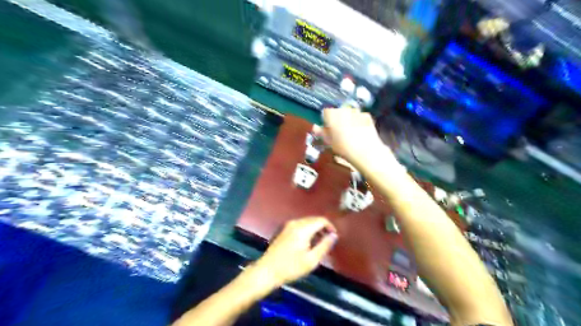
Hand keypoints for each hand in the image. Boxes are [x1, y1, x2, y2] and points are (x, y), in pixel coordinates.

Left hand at [254, 217, 337, 285]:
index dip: (330, 227)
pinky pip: (300, 225)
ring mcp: (288, 225)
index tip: (334, 237)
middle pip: (314, 219)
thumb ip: (324, 245)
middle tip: (328, 241)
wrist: (267, 271)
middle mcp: (295, 222)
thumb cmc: (290, 267)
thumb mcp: (311, 260)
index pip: (321, 220)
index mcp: (303, 228)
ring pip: (307, 222)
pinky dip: (307, 230)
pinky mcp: (283, 229)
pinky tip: (307, 242)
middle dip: (323, 228)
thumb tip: (334, 235)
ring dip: (315, 229)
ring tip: (319, 243)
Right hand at [317, 109, 393, 170]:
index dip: (326, 120)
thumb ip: (321, 133)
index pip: (325, 112)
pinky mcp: (367, 116)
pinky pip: (360, 117)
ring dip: (348, 120)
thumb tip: (315, 128)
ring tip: (349, 133)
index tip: (327, 128)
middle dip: (337, 119)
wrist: (365, 151)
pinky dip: (359, 121)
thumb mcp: (329, 142)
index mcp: (331, 115)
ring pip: (349, 113)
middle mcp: (343, 110)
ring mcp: (356, 112)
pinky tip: (359, 132)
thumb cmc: (344, 148)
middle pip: (338, 111)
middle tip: (338, 133)